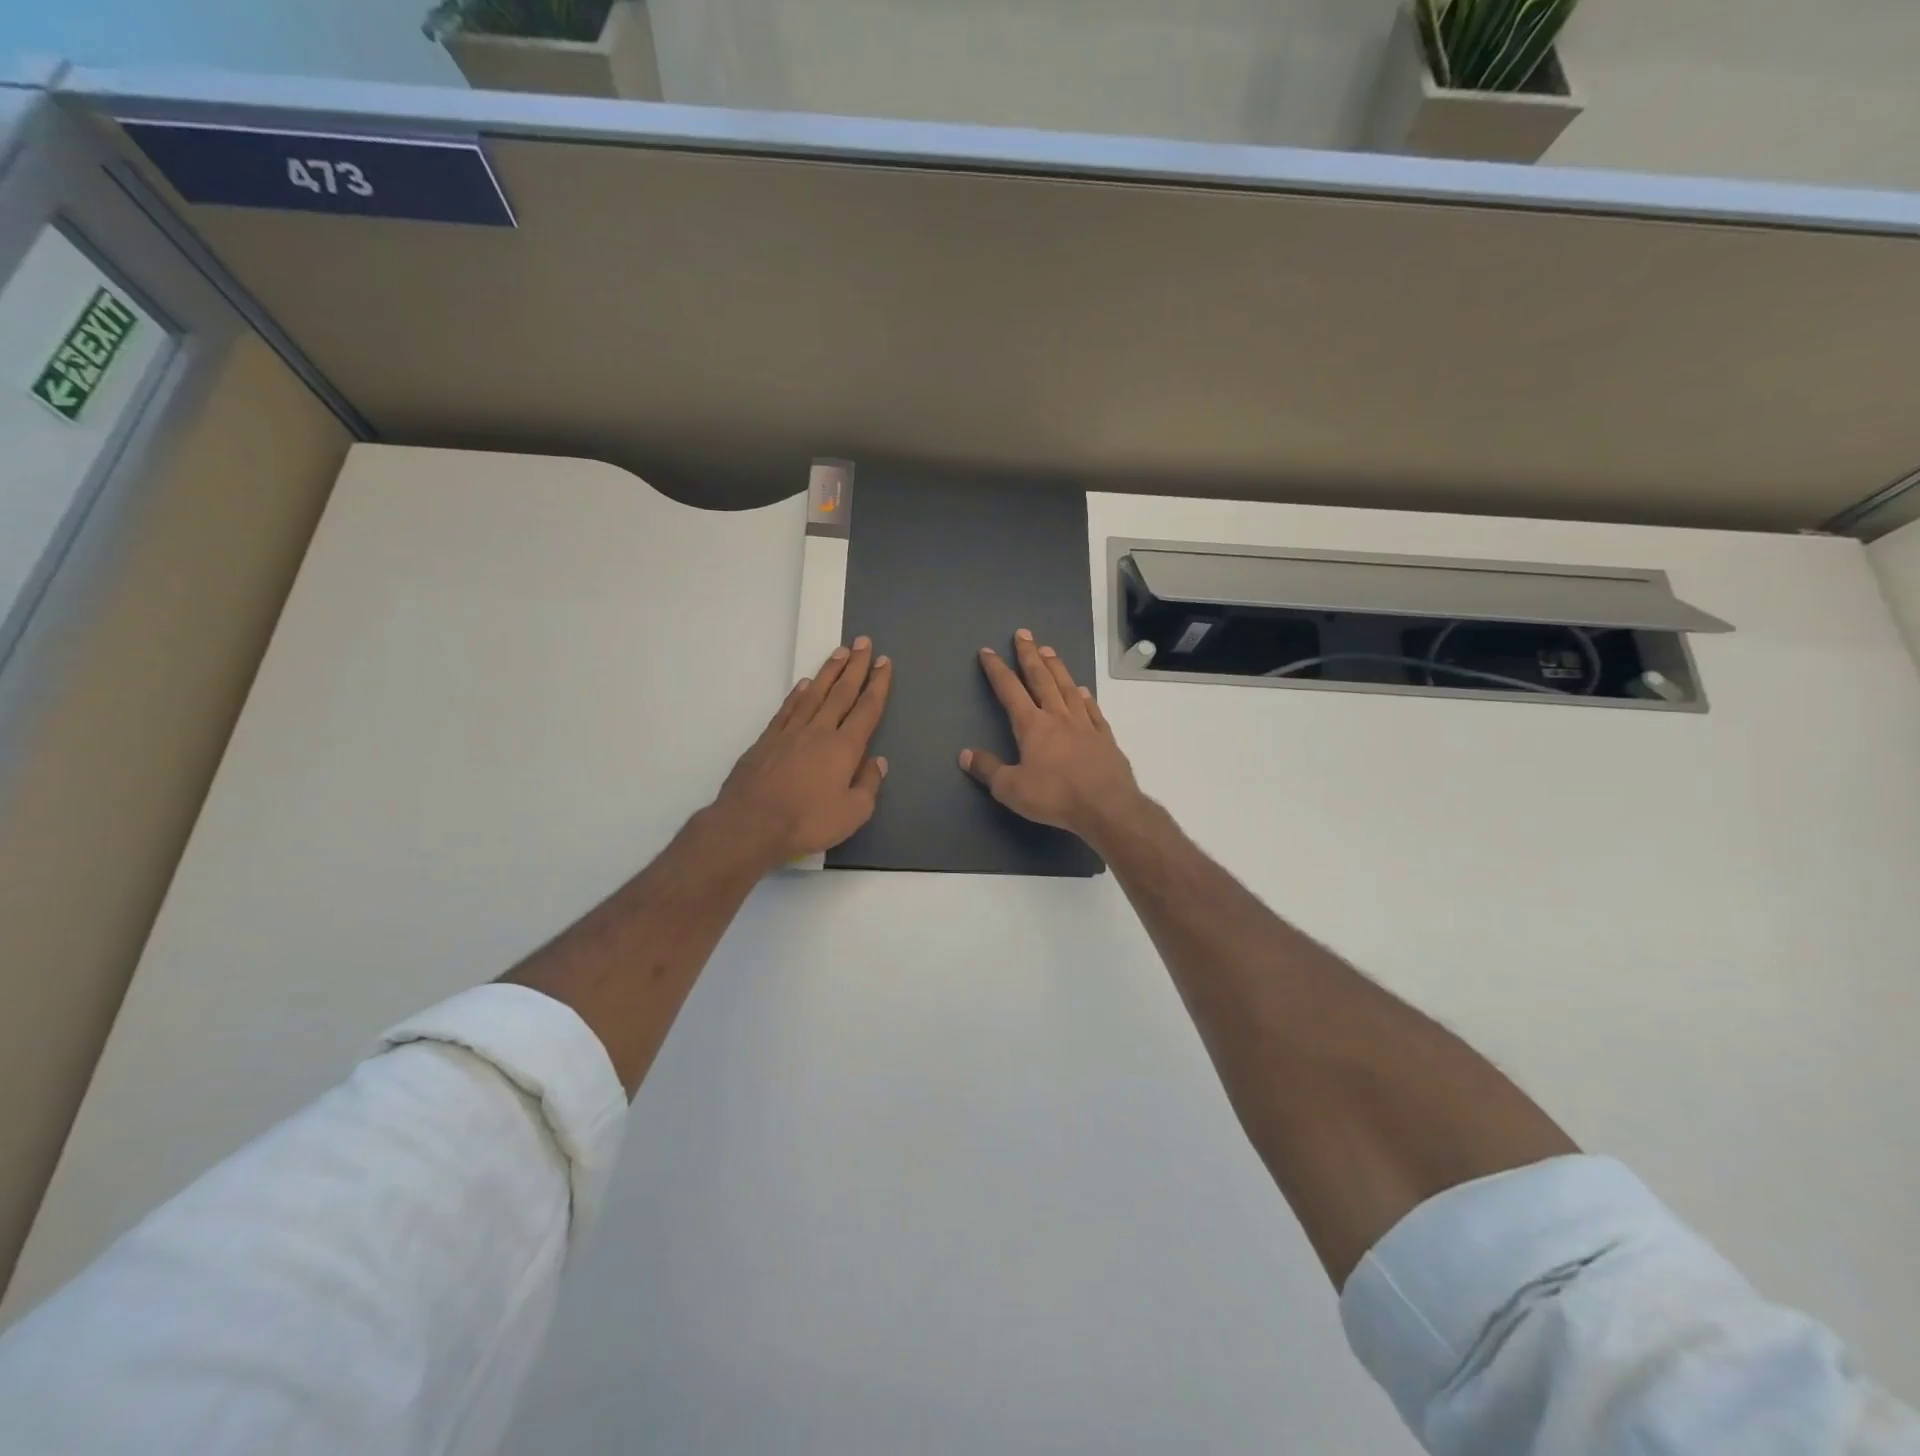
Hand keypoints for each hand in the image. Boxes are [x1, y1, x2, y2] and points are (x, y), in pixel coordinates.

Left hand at [714, 639, 892, 865]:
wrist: (751, 823)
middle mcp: (819, 731)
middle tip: (863, 642)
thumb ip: (868, 784)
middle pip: (841, 693)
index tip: (883, 662)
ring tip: (838, 652)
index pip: (866, 709)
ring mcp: (790, 733)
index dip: (877, 684)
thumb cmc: (807, 821)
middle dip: (855, 666)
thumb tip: (878, 761)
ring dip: (829, 672)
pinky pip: (787, 709)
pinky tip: (805, 684)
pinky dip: (798, 694)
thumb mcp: (853, 813)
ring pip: (814, 694)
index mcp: (844, 747)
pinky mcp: (766, 741)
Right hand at [959, 628, 1144, 846]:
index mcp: (1032, 726)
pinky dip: (1086, 698)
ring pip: (1067, 689)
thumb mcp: (1011, 788)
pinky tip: (1082, 691)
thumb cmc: (1054, 797)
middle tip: (1023, 634)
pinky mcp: (1105, 739)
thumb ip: (988, 769)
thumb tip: (965, 754)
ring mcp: (1085, 725)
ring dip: (1057, 668)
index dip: (997, 670)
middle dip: (1029, 656)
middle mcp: (1058, 717)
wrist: (1106, 807)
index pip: (1010, 691)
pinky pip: (1093, 711)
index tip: (988, 651)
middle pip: (1041, 679)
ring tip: (1049, 650)